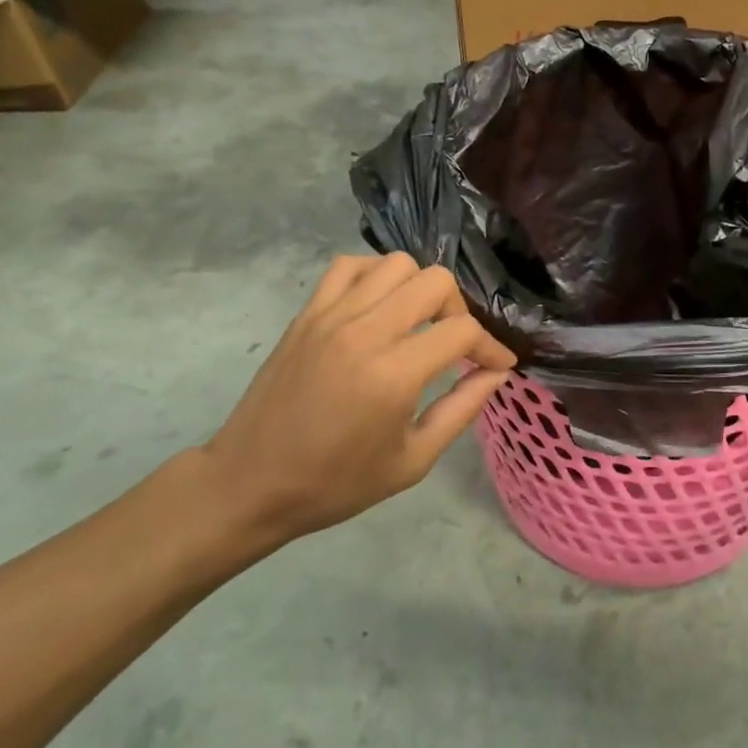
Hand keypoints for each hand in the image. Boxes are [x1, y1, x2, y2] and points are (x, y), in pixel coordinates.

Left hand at [198, 254, 516, 561]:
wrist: (250, 483)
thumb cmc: (335, 483)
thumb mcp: (411, 462)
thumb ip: (461, 411)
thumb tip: (495, 374)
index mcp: (393, 375)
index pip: (462, 332)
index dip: (491, 347)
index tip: (497, 365)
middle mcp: (365, 332)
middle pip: (435, 282)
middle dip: (459, 310)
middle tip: (454, 343)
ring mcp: (331, 316)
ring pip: (395, 264)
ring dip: (419, 288)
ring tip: (417, 322)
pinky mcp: (307, 313)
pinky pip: (349, 266)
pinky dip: (374, 276)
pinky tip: (379, 306)